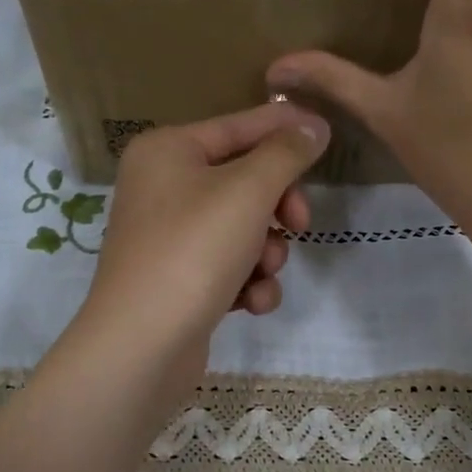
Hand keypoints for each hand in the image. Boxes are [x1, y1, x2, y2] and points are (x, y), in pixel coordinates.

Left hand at [75, 101, 330, 402]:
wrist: (142, 346)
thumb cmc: (193, 251)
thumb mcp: (248, 192)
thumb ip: (285, 153)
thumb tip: (312, 125)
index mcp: (167, 150)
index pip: (239, 126)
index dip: (286, 128)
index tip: (329, 136)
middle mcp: (162, 186)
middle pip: (244, 181)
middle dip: (277, 207)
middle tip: (299, 224)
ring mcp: (168, 236)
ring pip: (242, 228)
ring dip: (266, 252)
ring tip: (263, 273)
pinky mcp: (178, 279)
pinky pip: (227, 265)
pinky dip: (246, 282)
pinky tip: (250, 303)